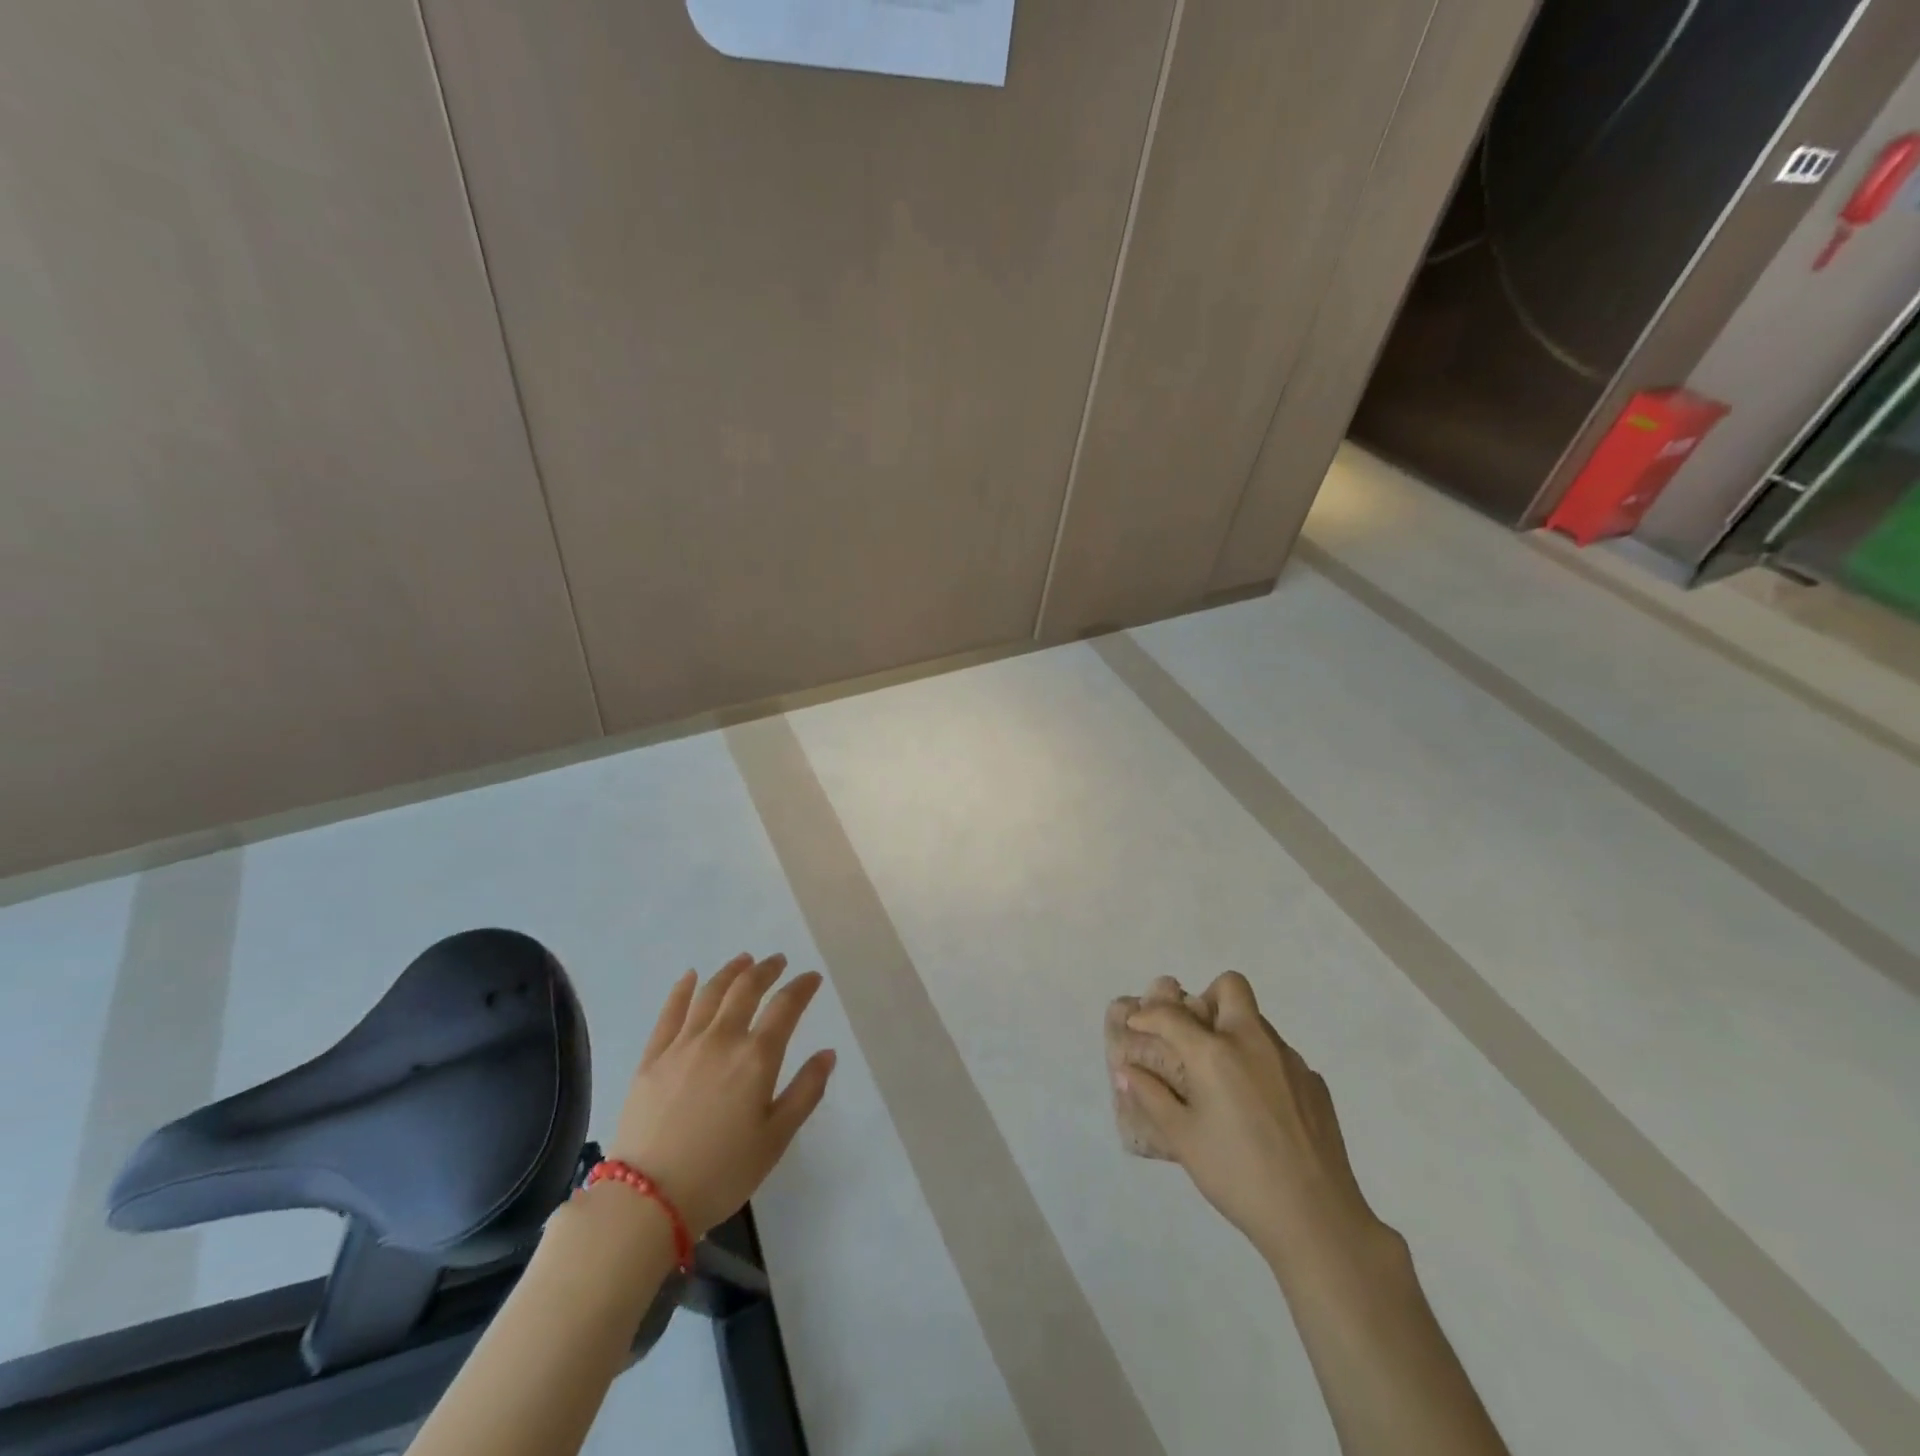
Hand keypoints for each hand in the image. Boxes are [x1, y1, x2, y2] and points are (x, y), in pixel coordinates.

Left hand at [609, 953, 835, 1237]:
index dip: (802, 987)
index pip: (786, 1007)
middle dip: (766, 970)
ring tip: (743, 960)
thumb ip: (805, 1092)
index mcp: (756, 1058)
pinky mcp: (652, 1057)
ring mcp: (683, 1044)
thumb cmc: (722, 1172)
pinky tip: (690, 977)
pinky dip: (682, 989)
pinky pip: (670, 1012)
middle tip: (777, 961)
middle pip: (746, 989)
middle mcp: (721, 1038)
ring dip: (730, 971)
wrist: (647, 1199)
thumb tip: (827, 1053)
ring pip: (710, 993)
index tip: (812, 978)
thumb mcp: (776, 1139)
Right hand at [1118, 971, 1382, 1266]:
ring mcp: (1290, 1060)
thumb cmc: (1238, 1176)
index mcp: (1215, 1053)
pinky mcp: (1315, 1082)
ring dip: (1234, 1033)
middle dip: (1207, 998)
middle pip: (1230, 987)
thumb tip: (1126, 1070)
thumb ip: (1151, 1096)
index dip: (1147, 1015)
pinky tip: (1259, 1108)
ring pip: (1256, 1022)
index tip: (1137, 1025)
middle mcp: (1254, 1042)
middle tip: (1195, 1036)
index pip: (1171, 1015)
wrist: (1317, 1220)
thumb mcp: (1183, 1138)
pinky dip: (1262, 1066)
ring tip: (1224, 1080)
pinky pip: (1280, 1056)